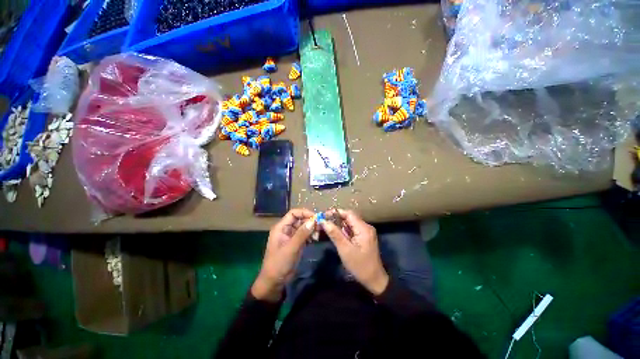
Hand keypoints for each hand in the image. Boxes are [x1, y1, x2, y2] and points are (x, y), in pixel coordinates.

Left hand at [251, 208, 315, 301]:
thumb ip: (301, 234)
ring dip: (312, 228)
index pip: (293, 213)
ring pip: (304, 227)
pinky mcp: (296, 243)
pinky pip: (305, 235)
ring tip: (318, 234)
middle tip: (320, 226)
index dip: (304, 213)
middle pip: (300, 219)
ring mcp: (292, 236)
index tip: (316, 217)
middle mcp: (286, 229)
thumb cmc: (279, 263)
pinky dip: (311, 235)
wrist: (275, 282)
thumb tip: (313, 221)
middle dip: (310, 221)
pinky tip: (316, 239)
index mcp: (281, 227)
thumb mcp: (291, 248)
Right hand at [321, 209, 388, 294]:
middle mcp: (366, 227)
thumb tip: (324, 221)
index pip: (348, 214)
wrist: (374, 279)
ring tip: (328, 226)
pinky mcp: (365, 237)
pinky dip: (344, 230)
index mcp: (363, 228)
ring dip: (340, 224)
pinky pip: (353, 229)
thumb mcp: (345, 250)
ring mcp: (366, 232)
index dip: (336, 212)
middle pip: (350, 217)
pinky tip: (336, 233)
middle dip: (336, 218)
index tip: (324, 215)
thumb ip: (334, 234)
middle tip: (324, 221)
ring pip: (351, 223)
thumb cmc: (359, 265)